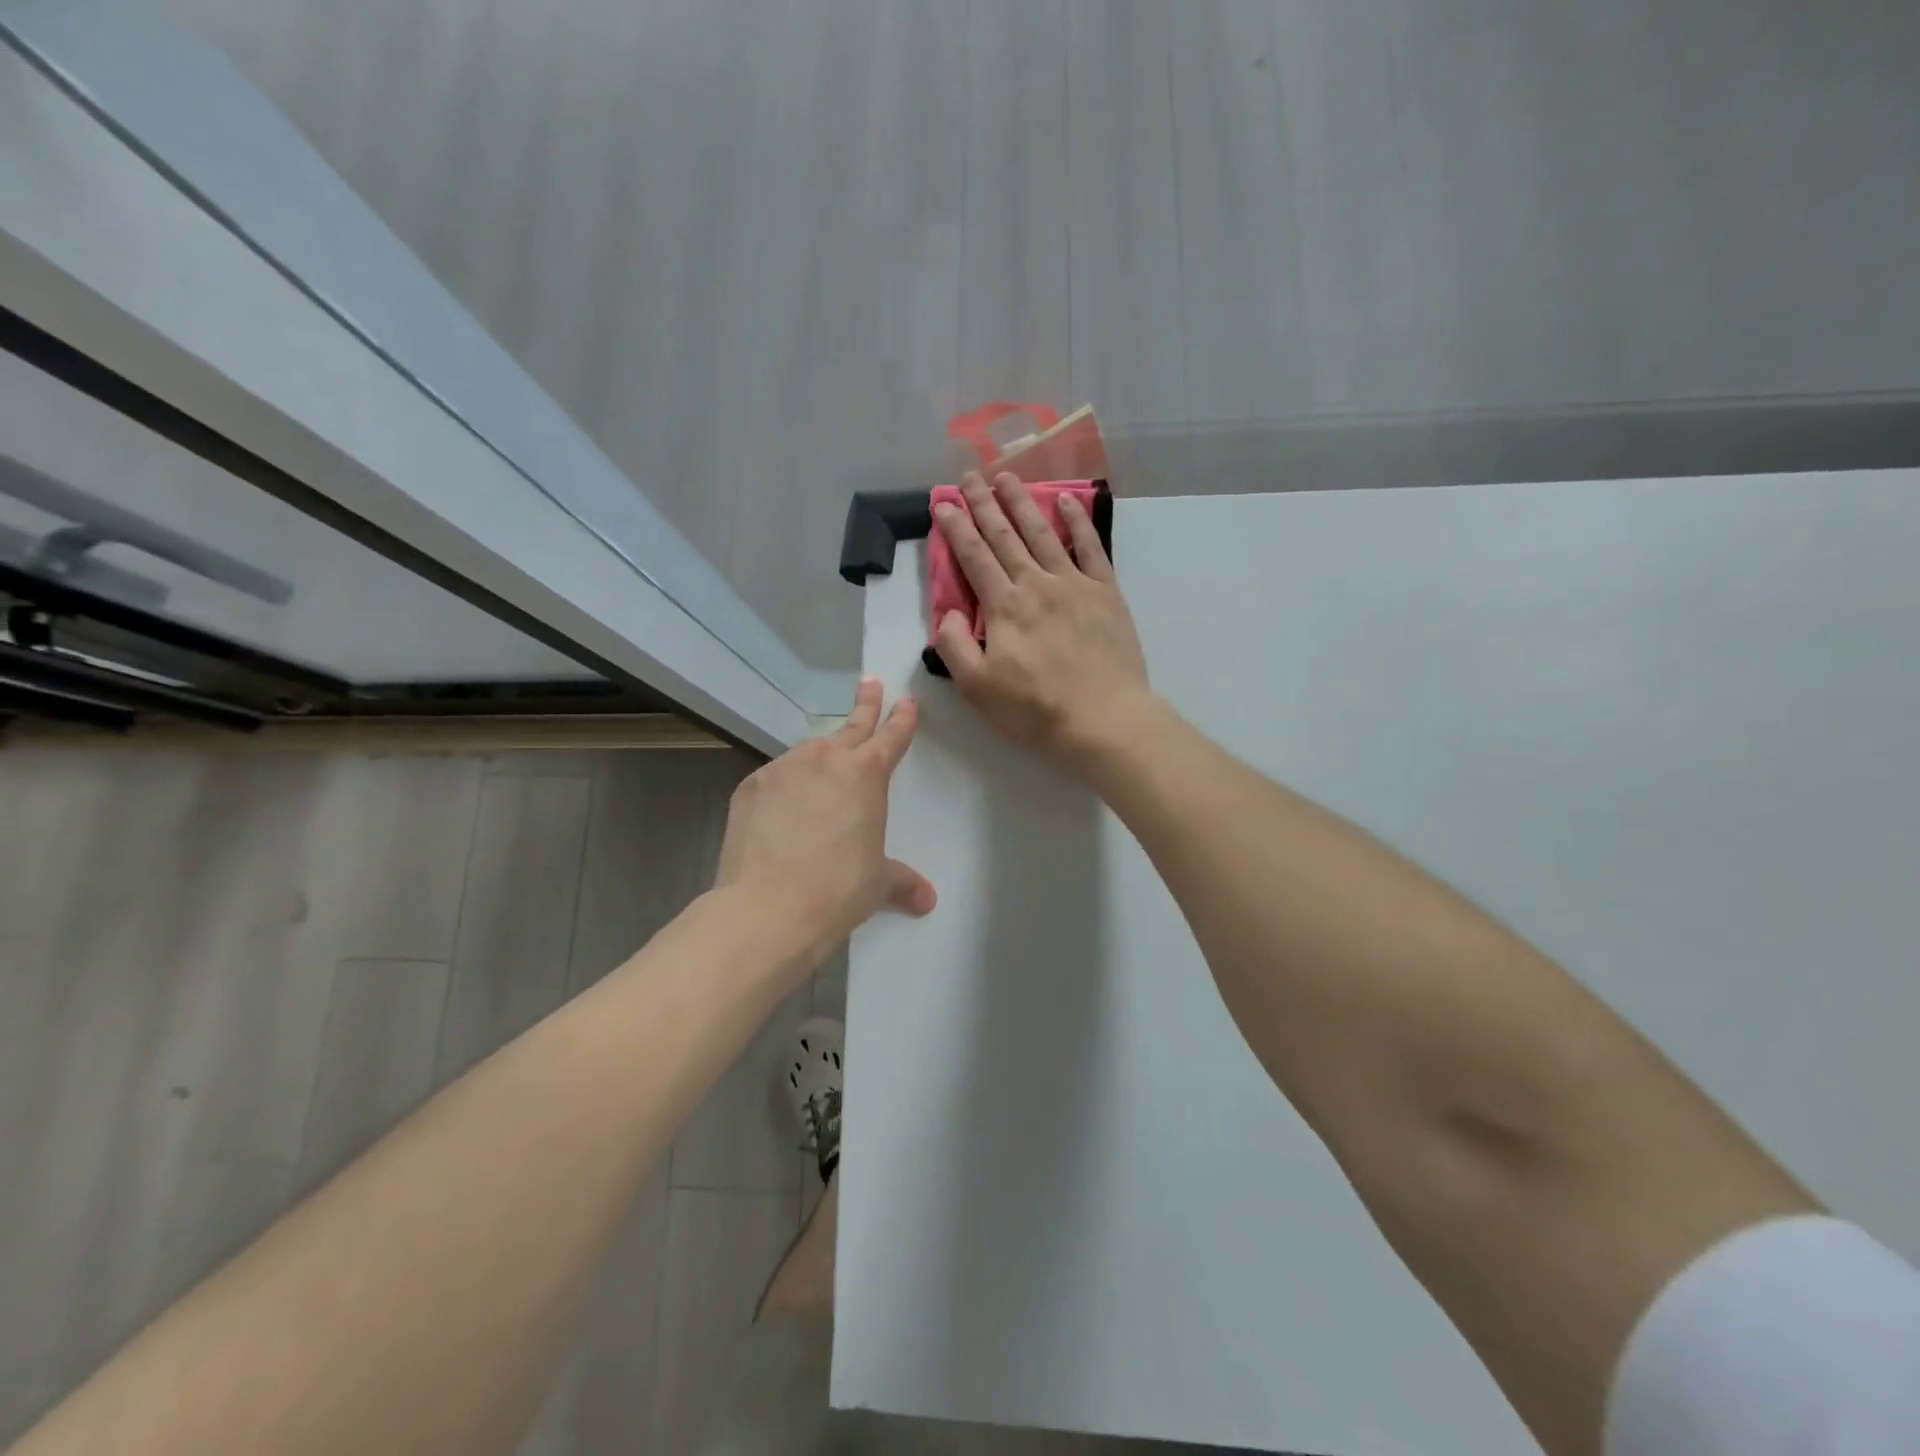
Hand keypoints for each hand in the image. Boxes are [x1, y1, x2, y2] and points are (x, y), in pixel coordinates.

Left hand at [715, 679, 935, 966]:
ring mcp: (783, 769)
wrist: (768, 907)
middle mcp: (826, 760)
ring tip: (822, 774)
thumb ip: (902, 881)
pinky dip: (785, 787)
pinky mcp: (750, 786)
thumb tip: (927, 900)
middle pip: (851, 726)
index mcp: (866, 774)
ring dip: (821, 756)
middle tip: (870, 684)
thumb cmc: (838, 889)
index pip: (891, 737)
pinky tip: (783, 811)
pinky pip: (776, 778)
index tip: (906, 702)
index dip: (902, 719)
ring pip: (809, 753)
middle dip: (865, 704)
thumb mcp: (877, 882)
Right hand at [933, 472, 1152, 767]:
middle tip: (970, 476)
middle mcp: (1036, 584)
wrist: (1104, 719)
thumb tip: (947, 611)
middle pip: (1005, 536)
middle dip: (984, 504)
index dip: (955, 527)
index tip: (942, 501)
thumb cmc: (1036, 709)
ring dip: (1023, 503)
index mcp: (1004, 606)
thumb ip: (953, 646)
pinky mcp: (1106, 593)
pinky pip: (1090, 548)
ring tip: (1007, 477)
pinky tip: (1068, 501)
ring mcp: (1074, 585)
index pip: (974, 557)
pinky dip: (1078, 523)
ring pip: (1043, 534)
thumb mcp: (977, 688)